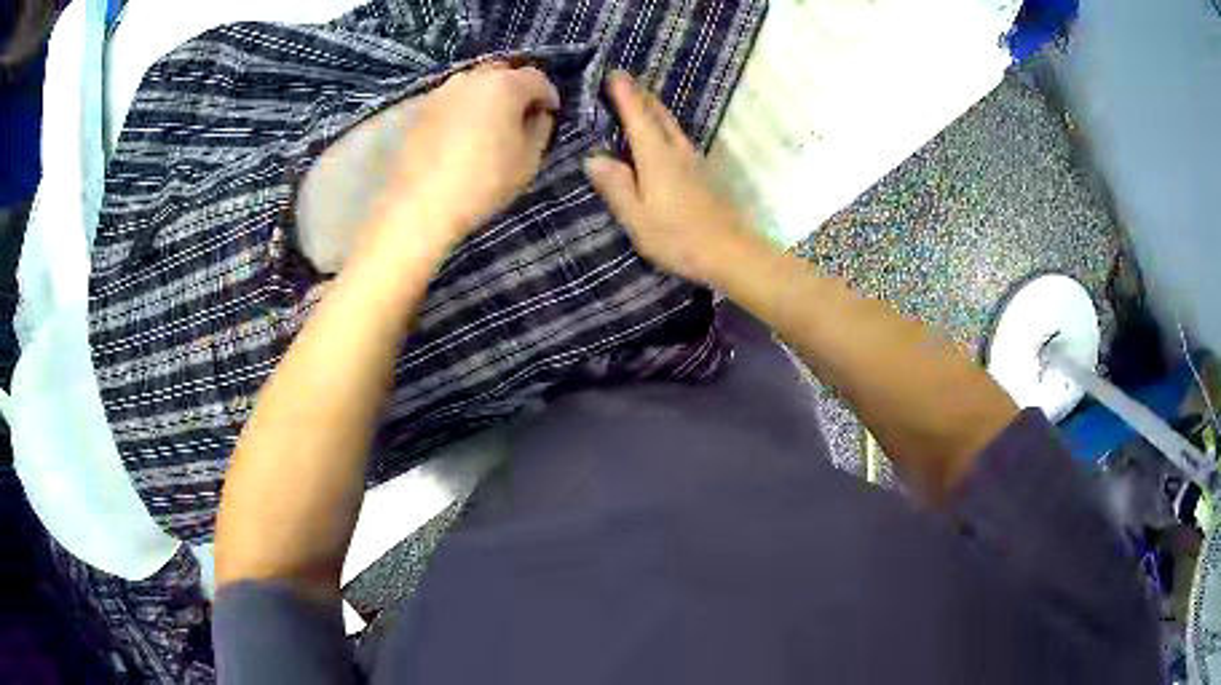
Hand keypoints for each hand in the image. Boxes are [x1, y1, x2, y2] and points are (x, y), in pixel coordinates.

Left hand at [377, 62, 560, 248]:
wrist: (419, 205)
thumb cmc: (483, 182)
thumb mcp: (528, 161)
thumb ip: (540, 130)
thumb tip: (538, 115)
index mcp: (504, 85)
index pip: (536, 78)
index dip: (548, 95)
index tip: (549, 114)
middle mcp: (471, 79)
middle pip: (501, 73)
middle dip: (515, 89)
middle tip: (518, 115)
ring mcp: (440, 92)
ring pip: (472, 85)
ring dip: (485, 98)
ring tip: (487, 125)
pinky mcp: (417, 110)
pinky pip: (449, 101)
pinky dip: (460, 110)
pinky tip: (459, 135)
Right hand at [583, 71, 755, 283]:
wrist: (730, 252)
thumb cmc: (678, 237)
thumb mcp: (637, 217)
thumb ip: (616, 186)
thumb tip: (594, 158)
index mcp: (656, 157)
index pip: (638, 117)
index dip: (625, 94)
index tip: (615, 72)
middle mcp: (676, 152)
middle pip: (659, 115)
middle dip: (641, 95)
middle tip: (626, 79)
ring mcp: (693, 162)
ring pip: (672, 125)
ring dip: (656, 108)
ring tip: (642, 99)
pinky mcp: (703, 175)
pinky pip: (679, 139)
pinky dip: (666, 127)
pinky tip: (665, 134)